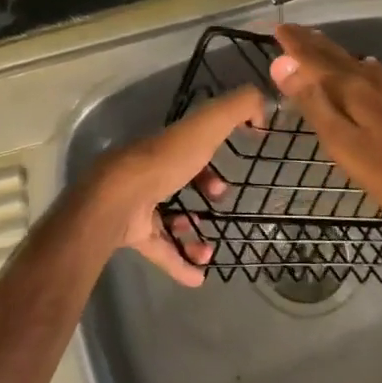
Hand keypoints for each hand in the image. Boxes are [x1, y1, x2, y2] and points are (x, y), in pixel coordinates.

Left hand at [86, 85, 265, 285]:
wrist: (119, 201)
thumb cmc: (164, 162)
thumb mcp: (206, 125)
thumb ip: (236, 108)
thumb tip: (262, 105)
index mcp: (166, 146)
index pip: (190, 146)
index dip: (211, 157)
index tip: (228, 174)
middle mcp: (150, 172)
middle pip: (179, 180)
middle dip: (204, 192)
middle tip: (219, 203)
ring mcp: (139, 204)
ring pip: (169, 218)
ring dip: (193, 234)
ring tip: (209, 250)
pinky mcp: (132, 233)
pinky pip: (160, 250)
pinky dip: (179, 263)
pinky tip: (199, 277)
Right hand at [269, 24, 381, 220]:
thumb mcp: (343, 142)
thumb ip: (313, 103)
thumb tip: (282, 64)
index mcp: (350, 87)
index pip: (313, 59)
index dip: (294, 45)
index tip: (277, 28)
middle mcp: (369, 79)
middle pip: (334, 55)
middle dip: (310, 42)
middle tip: (291, 29)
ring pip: (353, 60)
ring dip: (331, 50)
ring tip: (316, 41)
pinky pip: (370, 70)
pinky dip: (355, 63)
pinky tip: (363, 66)